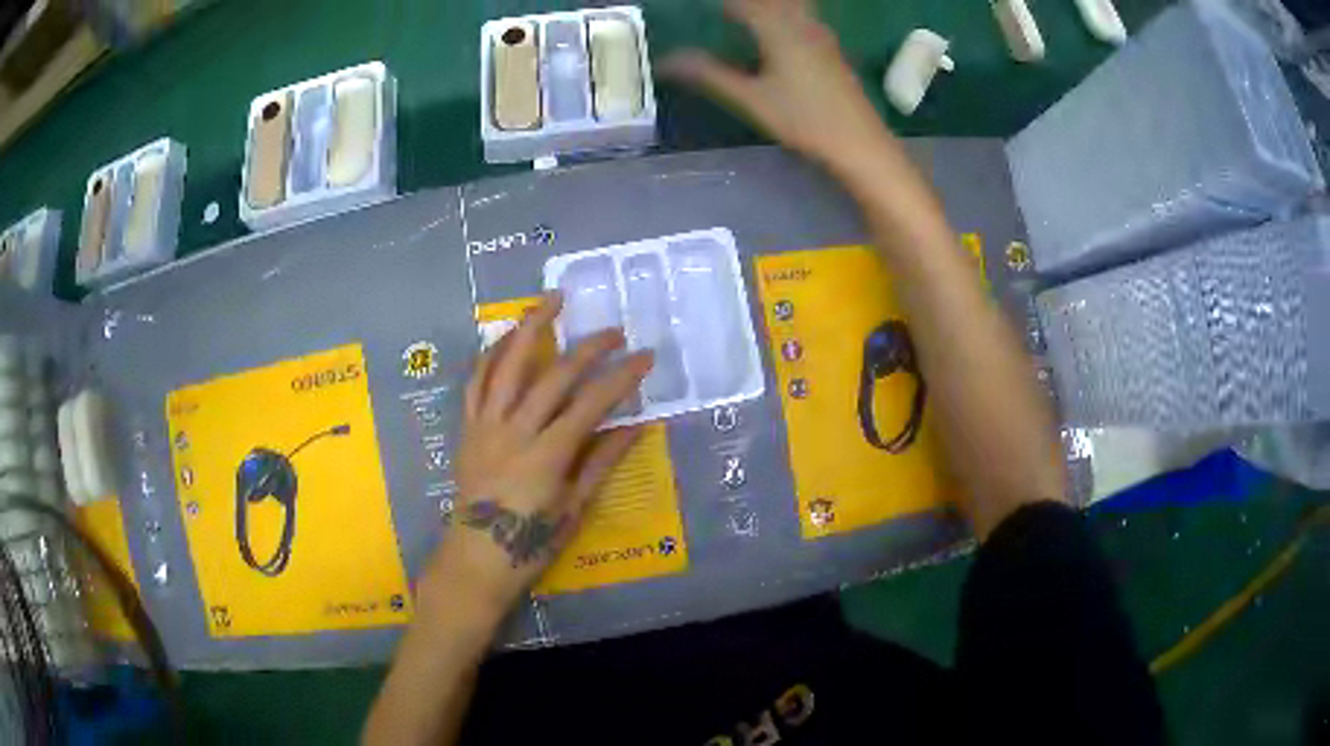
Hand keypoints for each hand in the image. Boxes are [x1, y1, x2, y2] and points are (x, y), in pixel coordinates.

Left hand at [418, 294, 653, 630]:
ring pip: (506, 364)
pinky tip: (506, 337)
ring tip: (551, 300)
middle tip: (614, 331)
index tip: (645, 357)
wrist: (476, 557)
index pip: (591, 403)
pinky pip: (476, 381)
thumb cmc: (530, 542)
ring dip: (529, 327)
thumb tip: (637, 425)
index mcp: (547, 455)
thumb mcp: (574, 507)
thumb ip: (601, 461)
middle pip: (554, 376)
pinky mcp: (468, 427)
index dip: (621, 377)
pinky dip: (490, 354)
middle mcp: (514, 430)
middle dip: (588, 348)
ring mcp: (486, 424)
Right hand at [661, 0, 892, 179]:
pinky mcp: (831, 49)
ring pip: (792, 5)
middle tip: (725, 10)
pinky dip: (785, 12)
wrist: (860, 143)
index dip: (723, 4)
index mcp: (778, 29)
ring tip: (744, 15)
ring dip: (768, 5)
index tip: (699, 5)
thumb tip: (666, 61)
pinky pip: (803, 15)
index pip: (741, 3)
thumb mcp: (751, 99)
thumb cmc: (804, 121)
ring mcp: (820, 35)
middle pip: (770, 1)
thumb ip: (709, 75)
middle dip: (745, 3)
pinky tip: (779, 25)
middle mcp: (801, 23)